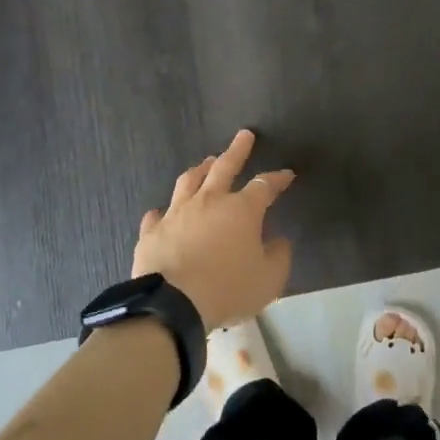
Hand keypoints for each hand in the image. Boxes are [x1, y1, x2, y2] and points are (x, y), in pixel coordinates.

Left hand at [132, 129, 294, 329]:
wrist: (173, 304)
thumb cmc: (228, 289)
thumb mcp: (269, 279)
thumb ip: (278, 256)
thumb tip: (279, 241)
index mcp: (241, 210)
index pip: (264, 186)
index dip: (277, 179)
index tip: (287, 175)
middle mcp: (209, 201)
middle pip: (224, 167)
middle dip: (237, 150)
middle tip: (244, 135)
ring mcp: (177, 213)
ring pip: (189, 181)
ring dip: (200, 169)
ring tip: (206, 162)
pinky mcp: (153, 231)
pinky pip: (158, 215)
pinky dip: (163, 212)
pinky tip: (162, 212)